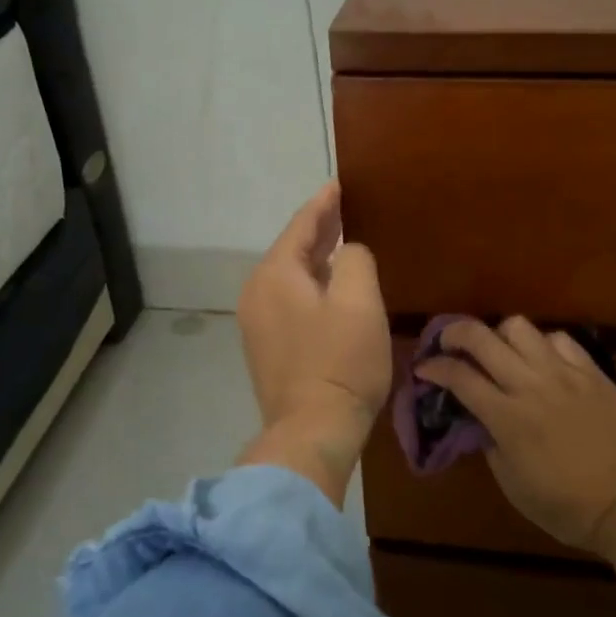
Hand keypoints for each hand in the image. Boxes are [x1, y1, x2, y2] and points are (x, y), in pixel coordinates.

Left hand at [235, 182, 390, 505]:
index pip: (301, 226)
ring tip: (341, 244)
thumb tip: (347, 252)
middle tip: (345, 210)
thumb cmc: (340, 361)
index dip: (324, 203)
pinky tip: (330, 289)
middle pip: (292, 250)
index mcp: (275, 274)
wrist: (313, 432)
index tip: (339, 184)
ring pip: (290, 277)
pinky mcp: (266, 348)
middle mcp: (257, 293)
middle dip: (319, 230)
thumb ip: (354, 259)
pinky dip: (310, 287)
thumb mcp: (359, 300)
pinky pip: (289, 301)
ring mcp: (256, 323)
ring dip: (315, 260)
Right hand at [415, 317, 615, 554]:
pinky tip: (542, 361)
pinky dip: (542, 344)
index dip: (434, 368)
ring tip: (499, 352)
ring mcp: (564, 373)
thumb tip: (479, 417)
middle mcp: (531, 385)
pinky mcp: (592, 372)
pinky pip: (559, 339)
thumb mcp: (513, 485)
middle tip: (447, 344)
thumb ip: (490, 443)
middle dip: (454, 334)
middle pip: (481, 337)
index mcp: (507, 418)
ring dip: (499, 335)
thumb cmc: (567, 507)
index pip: (459, 377)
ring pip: (519, 327)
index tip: (423, 369)